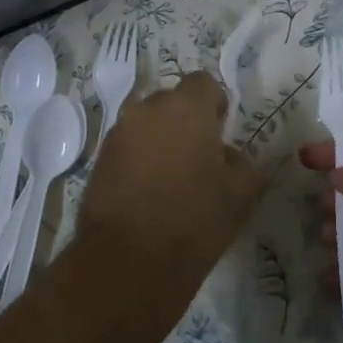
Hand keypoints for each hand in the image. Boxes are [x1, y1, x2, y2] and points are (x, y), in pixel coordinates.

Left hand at [68, 71, 263, 329]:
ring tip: (171, 176)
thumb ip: (241, 161)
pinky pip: (128, 144)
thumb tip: (225, 153)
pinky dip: (140, 156)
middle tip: (198, 157)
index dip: (215, 104)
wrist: (129, 260)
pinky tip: (148, 189)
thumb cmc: (194, 221)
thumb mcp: (241, 193)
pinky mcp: (100, 157)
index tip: (220, 132)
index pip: (204, 83)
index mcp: (187, 108)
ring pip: (147, 122)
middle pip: (172, 100)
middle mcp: (148, 108)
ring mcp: (119, 131)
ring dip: (160, 137)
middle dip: (186, 120)